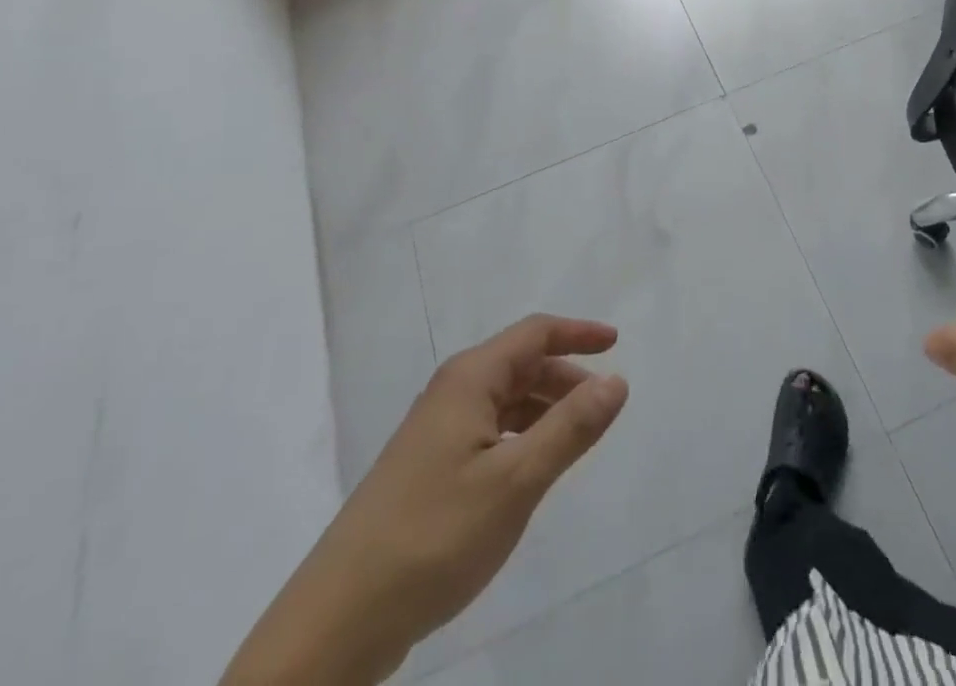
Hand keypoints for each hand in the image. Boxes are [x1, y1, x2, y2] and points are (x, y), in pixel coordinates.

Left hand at [222, 315, 628, 685]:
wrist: (339, 621)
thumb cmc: (435, 536)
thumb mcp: (516, 481)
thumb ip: (570, 428)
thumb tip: (616, 380)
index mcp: (470, 379)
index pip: (534, 333)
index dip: (578, 333)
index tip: (616, 344)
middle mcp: (451, 393)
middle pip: (519, 364)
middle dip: (565, 375)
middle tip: (603, 404)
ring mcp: (434, 432)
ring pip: (503, 401)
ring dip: (543, 408)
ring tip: (576, 438)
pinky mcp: (426, 470)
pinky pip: (487, 432)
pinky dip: (520, 436)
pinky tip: (530, 470)